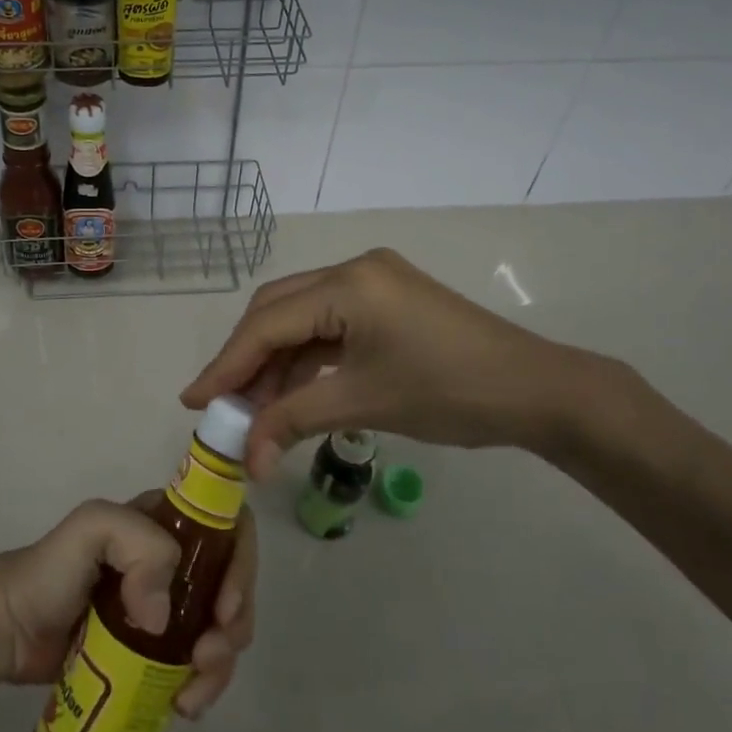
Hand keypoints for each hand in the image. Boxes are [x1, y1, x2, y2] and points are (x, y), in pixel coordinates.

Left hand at [0, 496, 257, 718]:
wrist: (9, 630)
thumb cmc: (50, 571)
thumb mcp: (91, 527)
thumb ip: (136, 543)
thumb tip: (162, 615)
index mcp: (165, 522)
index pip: (227, 527)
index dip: (241, 563)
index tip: (225, 606)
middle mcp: (175, 560)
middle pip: (232, 583)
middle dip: (236, 621)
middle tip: (208, 656)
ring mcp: (168, 607)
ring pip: (221, 627)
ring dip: (223, 661)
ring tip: (192, 693)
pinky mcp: (156, 649)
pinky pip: (198, 663)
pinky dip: (204, 684)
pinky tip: (183, 704)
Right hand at [182, 248, 607, 476]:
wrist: (537, 391)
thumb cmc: (450, 392)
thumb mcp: (363, 404)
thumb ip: (294, 421)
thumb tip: (247, 462)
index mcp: (348, 284)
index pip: (268, 324)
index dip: (227, 365)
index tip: (194, 401)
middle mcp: (354, 270)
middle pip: (277, 310)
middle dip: (246, 359)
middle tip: (220, 404)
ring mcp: (372, 282)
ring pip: (301, 318)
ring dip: (276, 362)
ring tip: (254, 409)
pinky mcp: (385, 300)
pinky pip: (328, 325)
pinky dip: (306, 359)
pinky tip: (292, 392)